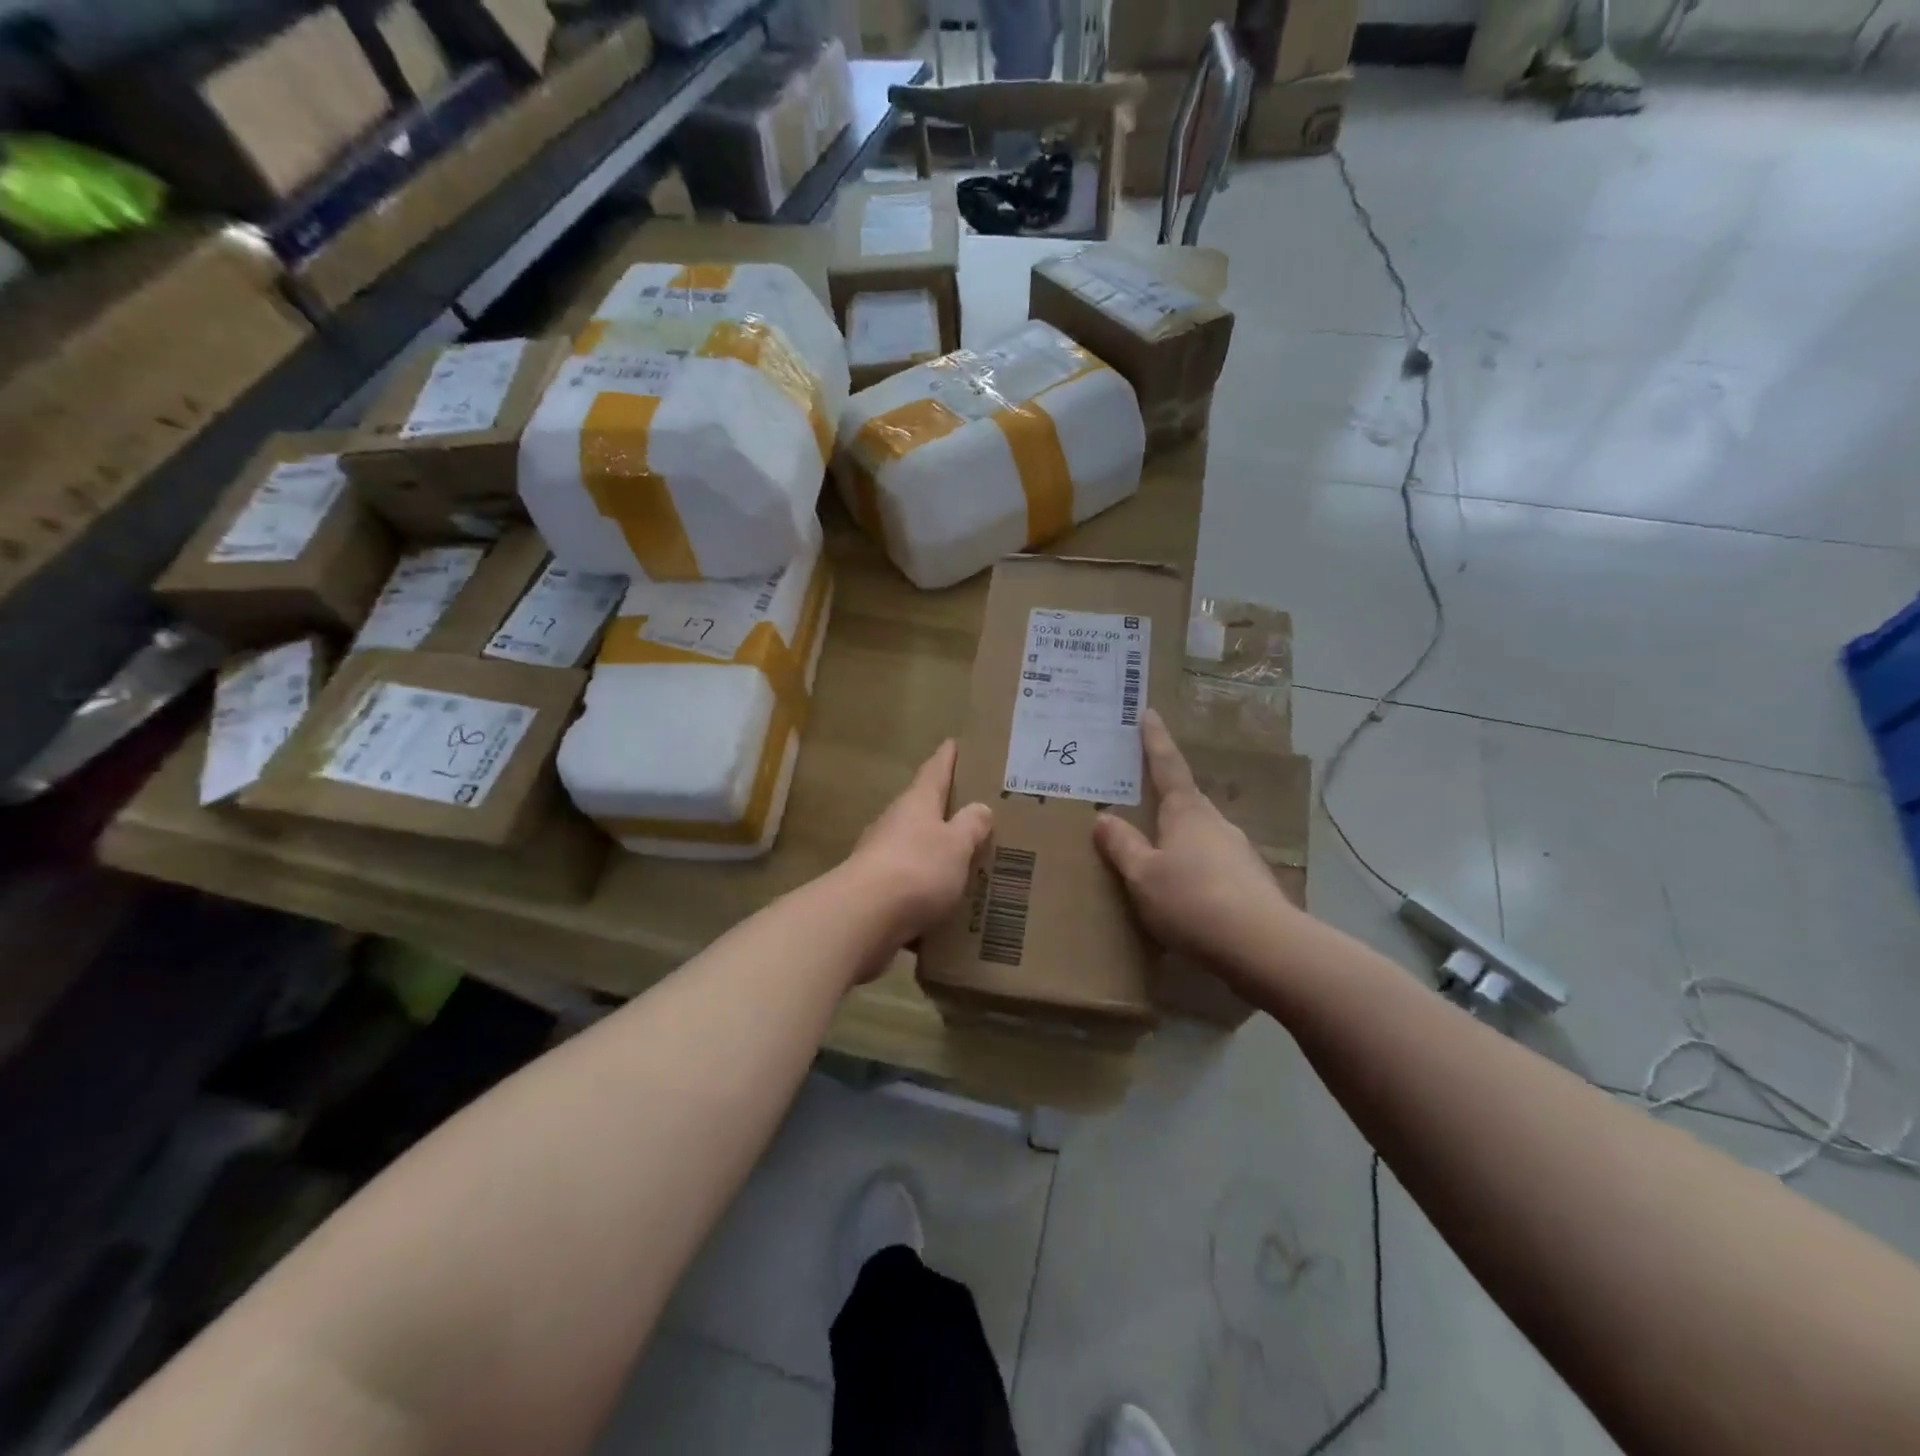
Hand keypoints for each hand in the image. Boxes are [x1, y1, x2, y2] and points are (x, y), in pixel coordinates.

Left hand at [842, 740, 992, 960]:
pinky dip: (924, 888)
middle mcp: (894, 823)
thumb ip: (970, 826)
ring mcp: (880, 857)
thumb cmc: (917, 869)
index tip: (953, 743)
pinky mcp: (874, 891)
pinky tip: (942, 903)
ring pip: (913, 847)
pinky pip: (907, 884)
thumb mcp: (955, 845)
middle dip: (942, 809)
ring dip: (933, 851)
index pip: (934, 771)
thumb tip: (980, 808)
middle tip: (970, 810)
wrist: (863, 918)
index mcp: (916, 803)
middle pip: (921, 808)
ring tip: (962, 860)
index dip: (946, 758)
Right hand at [1094, 709, 1294, 973]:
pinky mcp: (1251, 884)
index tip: (1149, 713)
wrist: (1263, 946)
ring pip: (1201, 838)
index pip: (1167, 766)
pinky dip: (1195, 872)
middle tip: (1140, 801)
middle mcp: (1216, 824)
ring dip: (1180, 841)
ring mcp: (1239, 853)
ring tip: (1156, 859)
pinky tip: (1185, 896)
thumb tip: (1103, 818)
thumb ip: (1123, 846)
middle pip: (1186, 802)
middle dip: (1164, 800)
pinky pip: (1213, 867)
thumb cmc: (1192, 900)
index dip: (1155, 740)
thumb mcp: (1143, 875)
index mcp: (1187, 812)